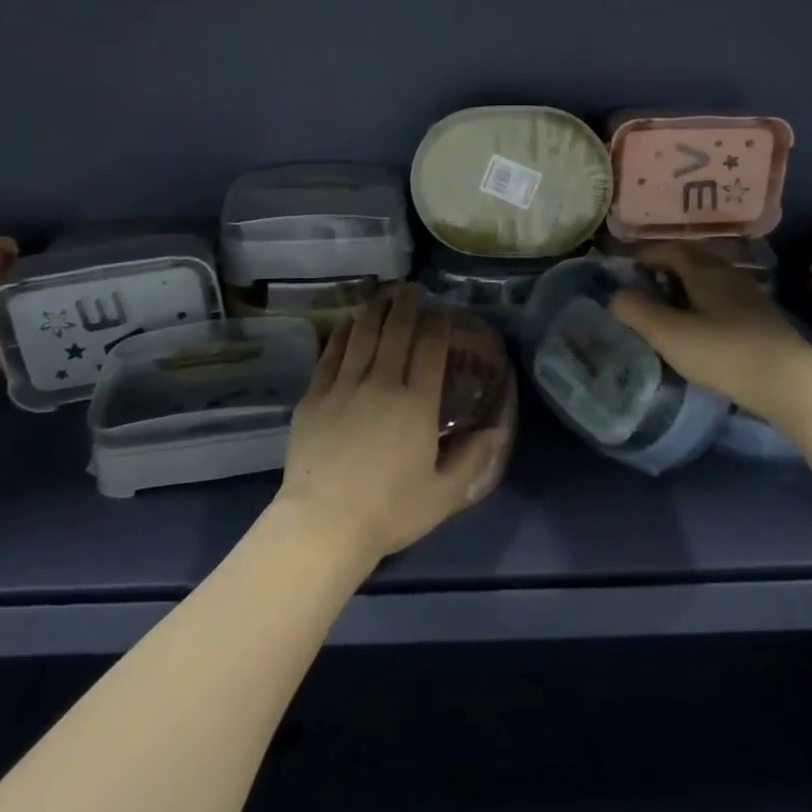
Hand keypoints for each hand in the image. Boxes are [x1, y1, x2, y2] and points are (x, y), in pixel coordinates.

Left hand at [278, 284, 511, 564]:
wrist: (323, 524)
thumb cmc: (390, 511)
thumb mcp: (443, 494)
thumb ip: (472, 458)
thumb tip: (498, 430)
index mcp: (417, 404)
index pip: (431, 349)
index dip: (438, 324)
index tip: (442, 310)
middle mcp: (382, 384)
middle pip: (395, 332)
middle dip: (406, 305)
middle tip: (411, 287)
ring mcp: (344, 387)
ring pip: (362, 336)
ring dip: (374, 310)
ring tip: (382, 293)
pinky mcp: (314, 397)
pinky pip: (330, 355)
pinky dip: (342, 334)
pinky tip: (348, 322)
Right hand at [610, 242, 811, 419]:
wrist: (789, 382)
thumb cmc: (722, 352)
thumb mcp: (668, 333)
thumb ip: (636, 311)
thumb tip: (617, 296)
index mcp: (704, 270)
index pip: (671, 249)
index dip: (646, 255)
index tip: (628, 271)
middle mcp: (728, 274)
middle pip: (693, 260)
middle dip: (666, 268)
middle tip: (645, 287)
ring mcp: (750, 296)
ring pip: (710, 280)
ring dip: (686, 287)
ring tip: (669, 309)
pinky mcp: (762, 319)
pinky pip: (724, 299)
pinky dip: (704, 303)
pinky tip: (701, 327)